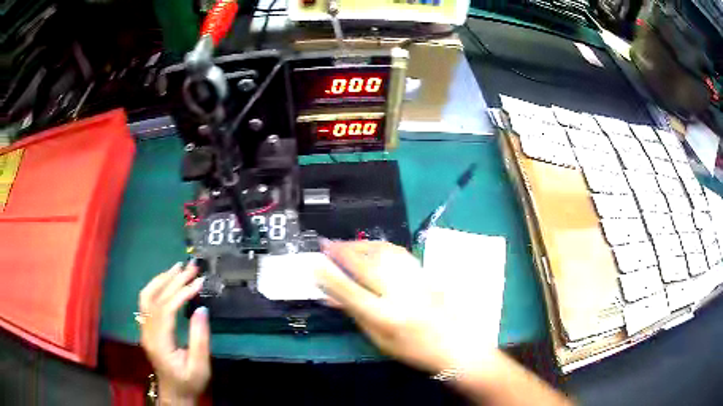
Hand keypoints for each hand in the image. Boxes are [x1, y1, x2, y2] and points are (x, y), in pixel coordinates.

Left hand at [138, 262, 209, 404]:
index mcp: (159, 343)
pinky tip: (167, 282)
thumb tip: (202, 309)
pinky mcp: (147, 328)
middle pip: (156, 299)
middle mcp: (147, 332)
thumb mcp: (200, 366)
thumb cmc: (189, 382)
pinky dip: (157, 287)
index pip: (165, 309)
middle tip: (191, 267)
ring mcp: (144, 329)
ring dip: (162, 280)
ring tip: (177, 268)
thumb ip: (200, 339)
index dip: (181, 293)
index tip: (198, 282)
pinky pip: (147, 302)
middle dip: (174, 280)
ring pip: (146, 297)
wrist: (175, 393)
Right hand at [316, 241, 496, 374]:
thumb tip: (331, 296)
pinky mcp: (424, 273)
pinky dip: (379, 246)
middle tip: (326, 244)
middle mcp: (400, 294)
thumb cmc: (413, 349)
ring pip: (383, 253)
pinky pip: (398, 252)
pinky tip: (370, 246)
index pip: (350, 291)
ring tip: (343, 243)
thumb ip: (355, 314)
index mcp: (386, 317)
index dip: (329, 276)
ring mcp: (414, 280)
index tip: (314, 263)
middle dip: (342, 251)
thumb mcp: (378, 339)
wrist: (455, 344)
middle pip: (366, 265)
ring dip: (359, 244)